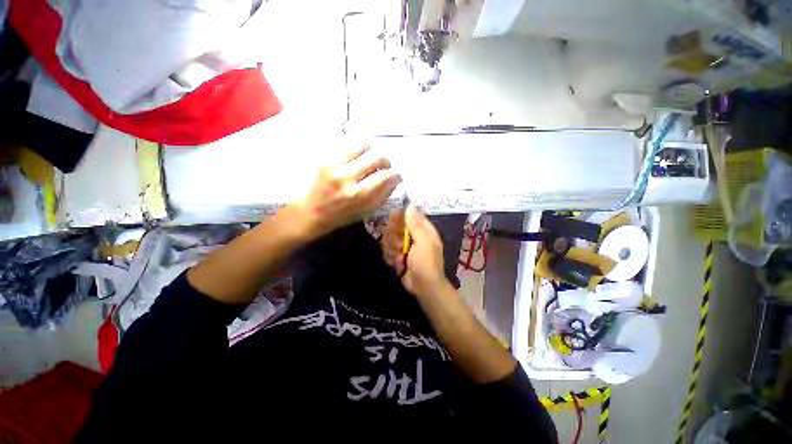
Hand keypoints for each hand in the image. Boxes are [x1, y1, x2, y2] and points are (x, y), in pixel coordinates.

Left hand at [289, 145, 401, 240]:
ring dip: (371, 150)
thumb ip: (382, 196)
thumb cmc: (339, 217)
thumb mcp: (364, 212)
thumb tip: (394, 180)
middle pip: (378, 156)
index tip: (396, 175)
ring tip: (368, 157)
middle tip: (383, 166)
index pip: (386, 176)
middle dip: (386, 160)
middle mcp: (347, 176)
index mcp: (358, 195)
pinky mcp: (323, 156)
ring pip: (362, 143)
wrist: (307, 212)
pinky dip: (355, 148)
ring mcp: (333, 164)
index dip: (396, 174)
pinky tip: (354, 156)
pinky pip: (346, 143)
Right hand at [383, 206, 449, 298]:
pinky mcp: (397, 255)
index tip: (392, 220)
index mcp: (423, 230)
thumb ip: (415, 224)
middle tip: (399, 246)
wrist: (423, 287)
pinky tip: (397, 264)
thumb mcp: (423, 242)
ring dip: (392, 250)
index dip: (400, 216)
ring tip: (400, 258)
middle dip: (394, 238)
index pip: (410, 215)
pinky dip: (391, 258)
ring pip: (389, 239)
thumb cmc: (426, 263)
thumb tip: (410, 205)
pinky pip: (387, 250)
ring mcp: (404, 246)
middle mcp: (413, 235)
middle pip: (396, 226)